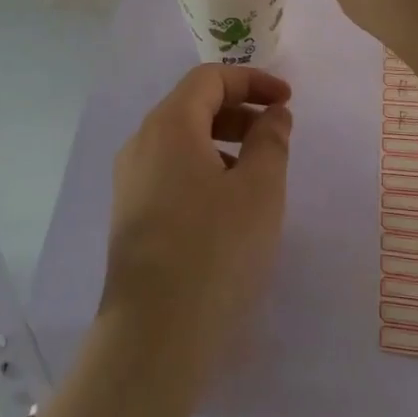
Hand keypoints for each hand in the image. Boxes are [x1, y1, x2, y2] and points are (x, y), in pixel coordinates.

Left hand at [101, 66, 292, 370]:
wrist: (153, 337)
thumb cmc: (214, 251)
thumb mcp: (259, 191)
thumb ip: (271, 141)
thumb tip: (273, 114)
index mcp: (169, 124)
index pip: (210, 78)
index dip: (252, 81)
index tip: (287, 100)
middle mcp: (142, 142)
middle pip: (193, 105)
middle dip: (239, 110)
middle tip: (277, 133)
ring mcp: (131, 180)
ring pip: (182, 140)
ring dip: (223, 141)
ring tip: (258, 172)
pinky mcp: (130, 214)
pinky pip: (171, 170)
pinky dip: (203, 168)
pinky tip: (227, 206)